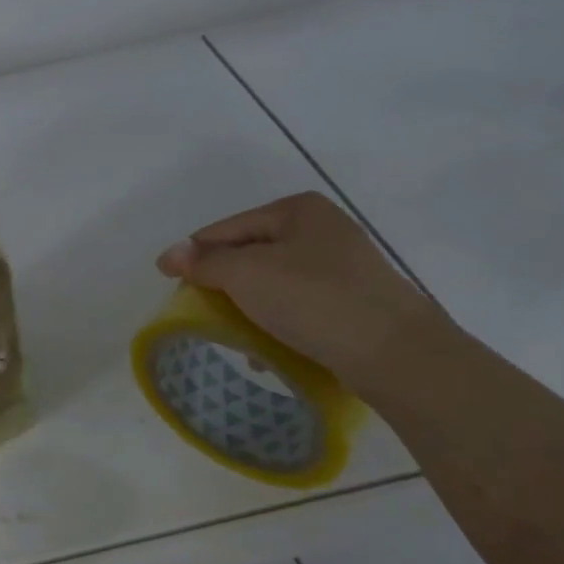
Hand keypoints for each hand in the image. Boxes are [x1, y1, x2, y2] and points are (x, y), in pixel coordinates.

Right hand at [156, 191, 449, 389]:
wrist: (395, 354)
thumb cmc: (313, 300)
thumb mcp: (246, 274)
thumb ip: (203, 263)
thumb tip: (168, 255)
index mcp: (298, 210)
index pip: (227, 228)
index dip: (195, 254)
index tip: (171, 284)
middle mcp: (322, 230)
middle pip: (251, 255)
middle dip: (224, 285)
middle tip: (201, 312)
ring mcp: (342, 268)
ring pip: (273, 284)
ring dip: (248, 309)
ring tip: (233, 337)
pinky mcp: (353, 304)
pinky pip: (298, 307)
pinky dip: (277, 324)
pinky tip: (266, 352)